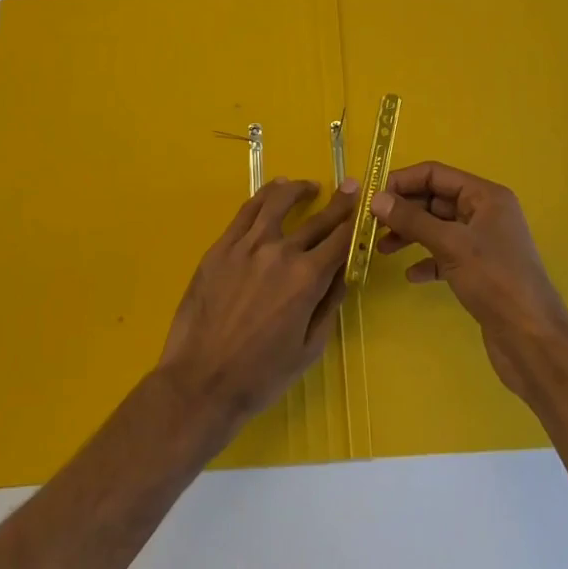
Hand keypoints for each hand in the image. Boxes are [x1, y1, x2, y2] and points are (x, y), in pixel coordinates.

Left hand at [156, 177, 359, 433]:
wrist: (201, 381)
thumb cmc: (260, 375)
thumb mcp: (309, 349)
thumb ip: (328, 305)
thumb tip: (342, 272)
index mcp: (307, 279)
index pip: (341, 240)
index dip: (356, 222)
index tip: (366, 207)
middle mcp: (281, 252)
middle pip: (317, 220)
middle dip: (339, 203)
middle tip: (350, 186)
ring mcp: (248, 245)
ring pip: (278, 202)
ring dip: (299, 190)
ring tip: (309, 187)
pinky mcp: (222, 246)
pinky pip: (247, 210)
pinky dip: (265, 195)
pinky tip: (274, 191)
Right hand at [370, 161, 567, 397]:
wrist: (533, 342)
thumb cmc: (496, 282)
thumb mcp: (451, 245)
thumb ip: (412, 220)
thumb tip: (376, 199)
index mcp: (485, 196)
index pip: (436, 174)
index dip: (404, 181)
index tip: (373, 196)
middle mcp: (485, 213)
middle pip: (436, 200)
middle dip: (404, 210)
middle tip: (371, 224)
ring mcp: (483, 243)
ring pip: (438, 228)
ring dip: (410, 235)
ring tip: (381, 248)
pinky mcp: (479, 271)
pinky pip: (445, 255)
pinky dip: (426, 260)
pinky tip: (410, 275)